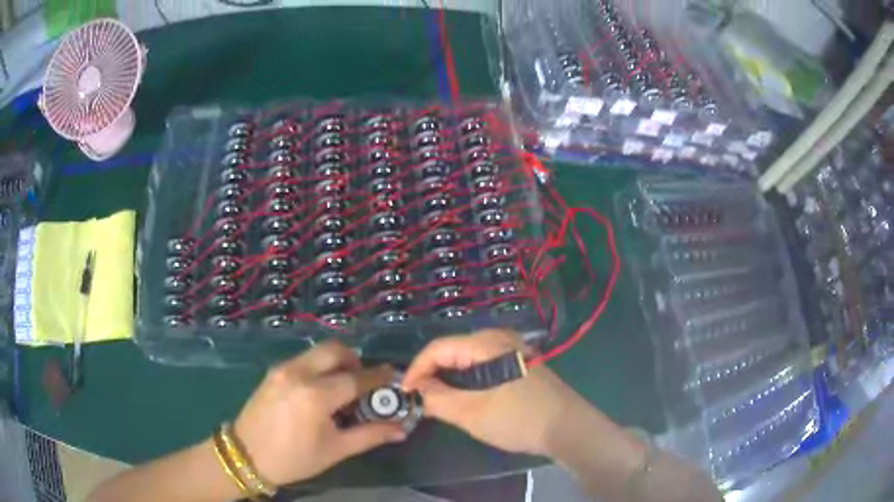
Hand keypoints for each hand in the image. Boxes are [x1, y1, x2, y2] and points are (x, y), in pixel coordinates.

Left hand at [233, 341, 406, 485]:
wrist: (246, 455)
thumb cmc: (294, 458)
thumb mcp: (335, 450)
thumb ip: (370, 435)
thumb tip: (401, 428)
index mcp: (316, 395)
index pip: (356, 378)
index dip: (378, 377)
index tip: (393, 375)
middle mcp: (299, 373)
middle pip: (335, 350)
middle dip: (356, 361)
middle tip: (364, 382)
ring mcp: (283, 368)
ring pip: (318, 351)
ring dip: (337, 362)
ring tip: (342, 387)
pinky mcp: (273, 371)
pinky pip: (304, 359)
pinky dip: (319, 366)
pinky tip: (320, 390)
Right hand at [403, 329, 586, 455]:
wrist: (568, 428)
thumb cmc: (518, 418)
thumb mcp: (471, 412)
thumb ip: (436, 400)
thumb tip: (414, 392)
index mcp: (486, 343)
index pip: (437, 348)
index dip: (416, 370)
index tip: (404, 394)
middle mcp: (499, 338)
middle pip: (452, 351)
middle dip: (431, 375)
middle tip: (418, 400)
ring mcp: (512, 350)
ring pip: (467, 359)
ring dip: (448, 379)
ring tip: (435, 402)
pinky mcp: (519, 364)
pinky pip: (483, 366)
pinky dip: (466, 380)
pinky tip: (462, 398)